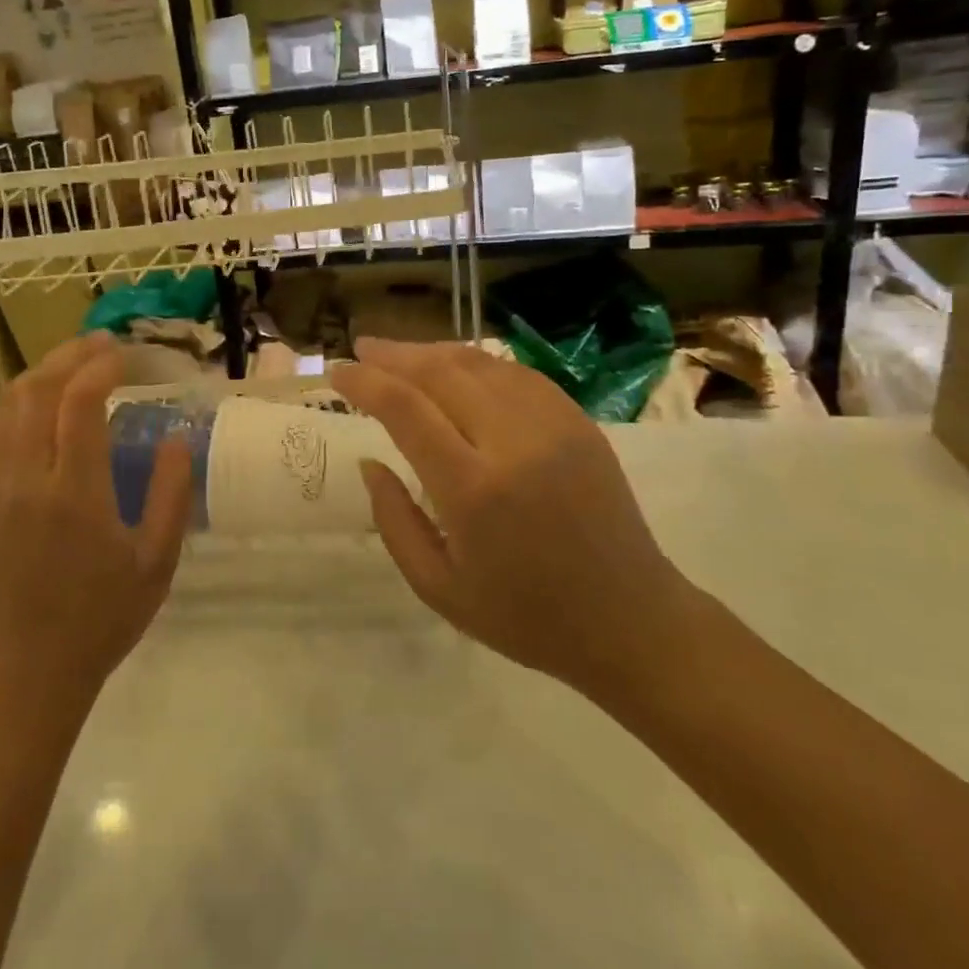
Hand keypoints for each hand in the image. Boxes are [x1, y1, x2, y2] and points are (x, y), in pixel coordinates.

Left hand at [0, 333, 192, 699]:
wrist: (29, 667)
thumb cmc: (102, 616)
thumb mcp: (156, 561)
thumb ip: (171, 493)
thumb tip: (176, 437)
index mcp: (74, 493)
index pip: (80, 401)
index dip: (103, 366)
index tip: (126, 356)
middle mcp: (25, 479)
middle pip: (37, 390)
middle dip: (70, 355)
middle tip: (102, 345)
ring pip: (6, 405)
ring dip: (39, 374)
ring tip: (71, 366)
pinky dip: (8, 407)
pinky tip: (28, 407)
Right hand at [330, 339, 695, 701]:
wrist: (630, 620)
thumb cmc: (525, 615)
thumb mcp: (438, 587)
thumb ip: (393, 521)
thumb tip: (369, 462)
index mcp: (473, 489)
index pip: (406, 409)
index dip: (365, 382)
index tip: (338, 372)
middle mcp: (513, 443)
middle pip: (441, 372)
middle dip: (394, 355)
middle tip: (362, 349)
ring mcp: (553, 425)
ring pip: (480, 364)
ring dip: (433, 352)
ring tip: (401, 355)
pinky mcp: (579, 422)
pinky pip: (517, 374)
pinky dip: (477, 363)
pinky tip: (457, 368)